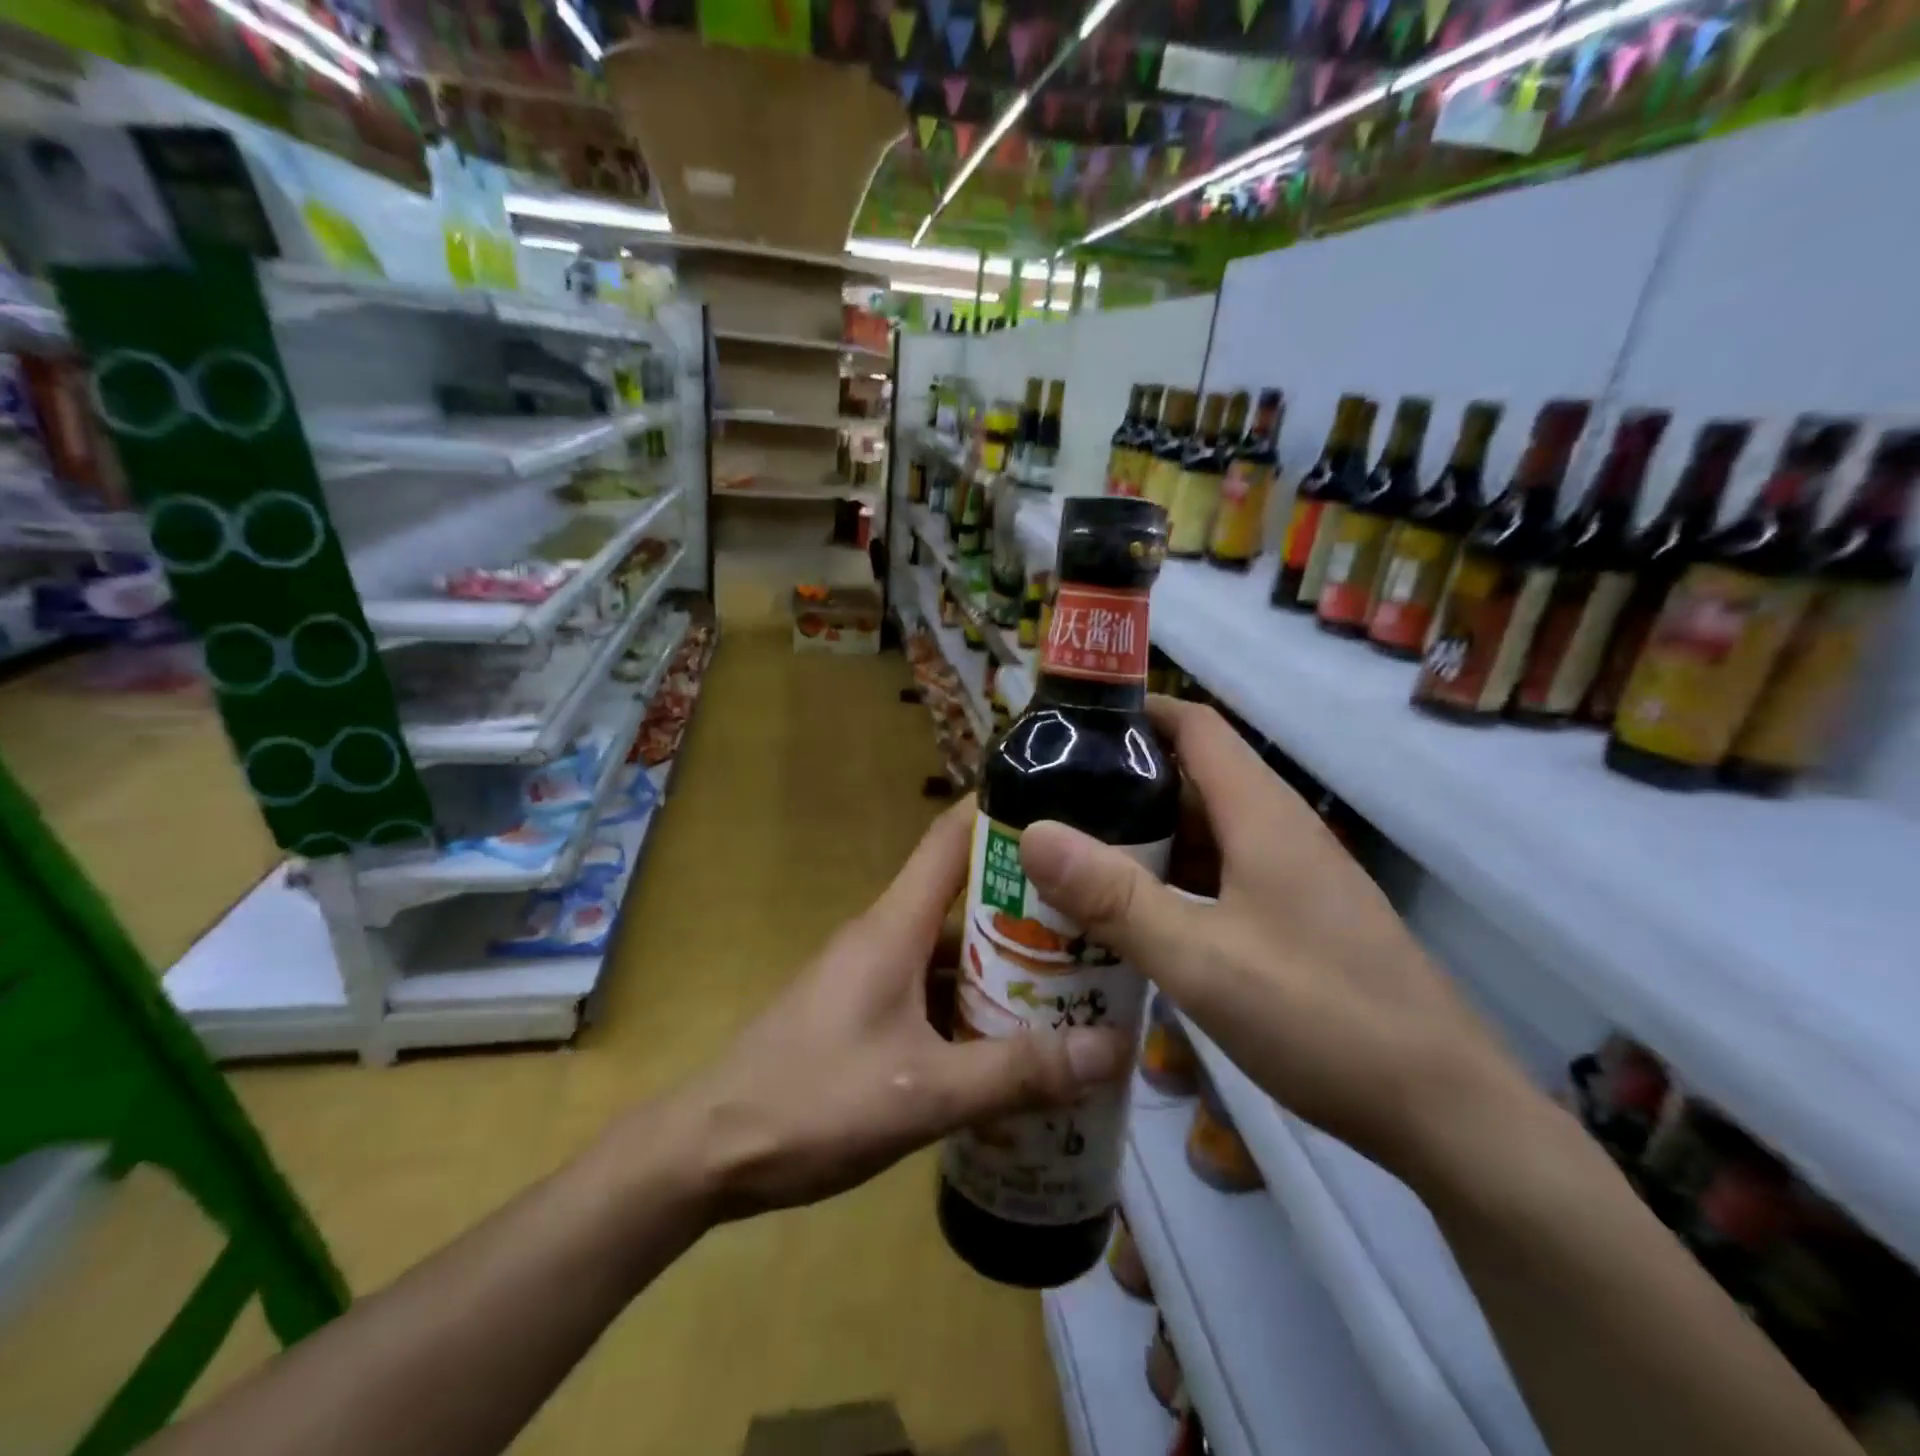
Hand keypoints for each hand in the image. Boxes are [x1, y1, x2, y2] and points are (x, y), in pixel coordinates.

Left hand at [666, 799, 1131, 1220]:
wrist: (707, 1151)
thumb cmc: (812, 1103)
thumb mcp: (923, 1094)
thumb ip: (1016, 1073)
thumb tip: (1111, 1049)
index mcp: (893, 927)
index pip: (949, 838)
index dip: (1000, 813)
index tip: (1063, 810)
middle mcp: (883, 936)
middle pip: (962, 899)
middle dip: (1028, 907)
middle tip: (1099, 922)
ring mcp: (868, 973)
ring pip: (948, 951)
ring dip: (1004, 964)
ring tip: (1075, 984)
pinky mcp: (861, 1010)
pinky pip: (928, 989)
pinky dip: (971, 1004)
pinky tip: (1011, 1042)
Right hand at [1017, 698, 1534, 1189]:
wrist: (1447, 1115)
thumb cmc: (1322, 1019)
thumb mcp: (1202, 959)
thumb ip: (1115, 897)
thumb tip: (1033, 833)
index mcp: (1262, 815)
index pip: (1195, 727)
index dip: (1135, 712)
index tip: (1068, 726)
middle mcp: (1279, 832)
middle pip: (1192, 780)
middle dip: (1121, 785)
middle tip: (1048, 804)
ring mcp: (1292, 880)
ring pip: (1205, 835)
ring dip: (1144, 840)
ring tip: (1073, 858)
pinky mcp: (1297, 922)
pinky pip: (1221, 879)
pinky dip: (1173, 884)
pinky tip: (1134, 919)